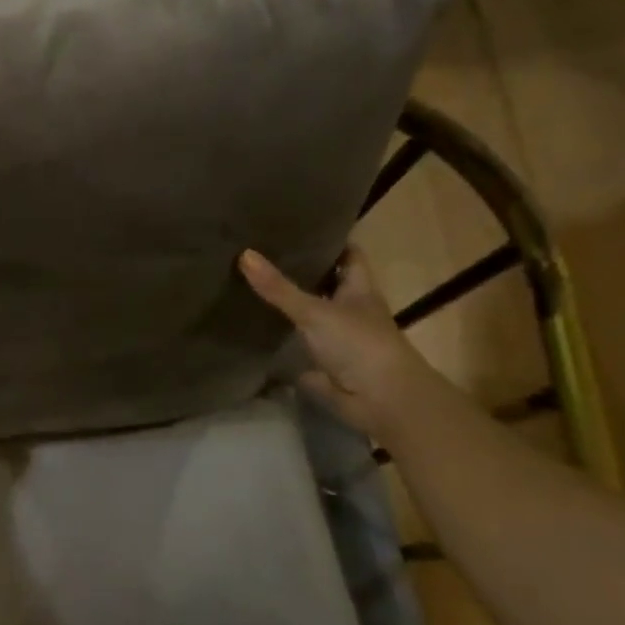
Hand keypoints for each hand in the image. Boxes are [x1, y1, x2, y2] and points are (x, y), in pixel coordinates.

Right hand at [239, 246, 449, 441]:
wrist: (381, 400)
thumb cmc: (359, 344)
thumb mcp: (315, 311)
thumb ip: (278, 287)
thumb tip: (243, 253)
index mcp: (359, 288)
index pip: (347, 253)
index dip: (327, 238)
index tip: (298, 224)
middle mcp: (350, 308)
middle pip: (325, 281)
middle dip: (299, 269)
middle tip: (261, 250)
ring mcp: (337, 336)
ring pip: (310, 312)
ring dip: (288, 302)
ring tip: (250, 281)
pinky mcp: (323, 362)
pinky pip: (297, 342)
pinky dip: (280, 336)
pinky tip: (253, 324)